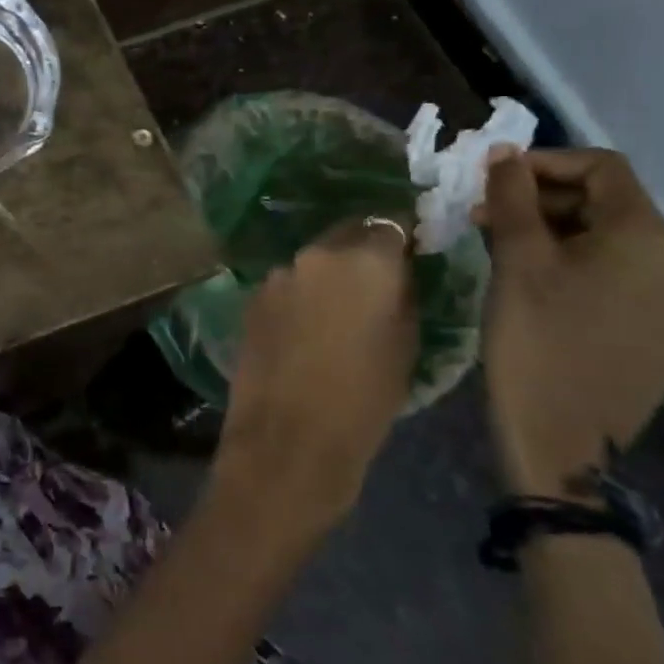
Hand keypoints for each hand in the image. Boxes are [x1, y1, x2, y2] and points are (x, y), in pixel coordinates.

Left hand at [211, 217, 418, 546]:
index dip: (402, 236)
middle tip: (378, 281)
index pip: (390, 222)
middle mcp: (315, 254)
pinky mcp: (252, 296)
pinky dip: (302, 294)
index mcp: (363, 260)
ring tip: (340, 310)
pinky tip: (307, 326)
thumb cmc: (364, 401)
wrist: (288, 441)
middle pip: (347, 235)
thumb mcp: (406, 346)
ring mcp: (277, 274)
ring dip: (329, 274)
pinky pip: (288, 284)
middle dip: (364, 250)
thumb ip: (402, 295)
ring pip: (313, 261)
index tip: (412, 250)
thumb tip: (399, 272)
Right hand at [477, 149, 663, 498]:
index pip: (603, 167)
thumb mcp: (516, 260)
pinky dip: (580, 267)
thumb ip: (512, 198)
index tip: (493, 180)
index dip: (545, 162)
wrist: (564, 439)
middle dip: (543, 201)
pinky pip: (623, 279)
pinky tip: (540, 289)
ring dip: (557, 234)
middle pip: (609, 205)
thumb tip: (505, 153)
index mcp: (647, 237)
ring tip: (504, 252)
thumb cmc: (536, 338)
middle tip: (486, 219)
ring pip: (613, 243)